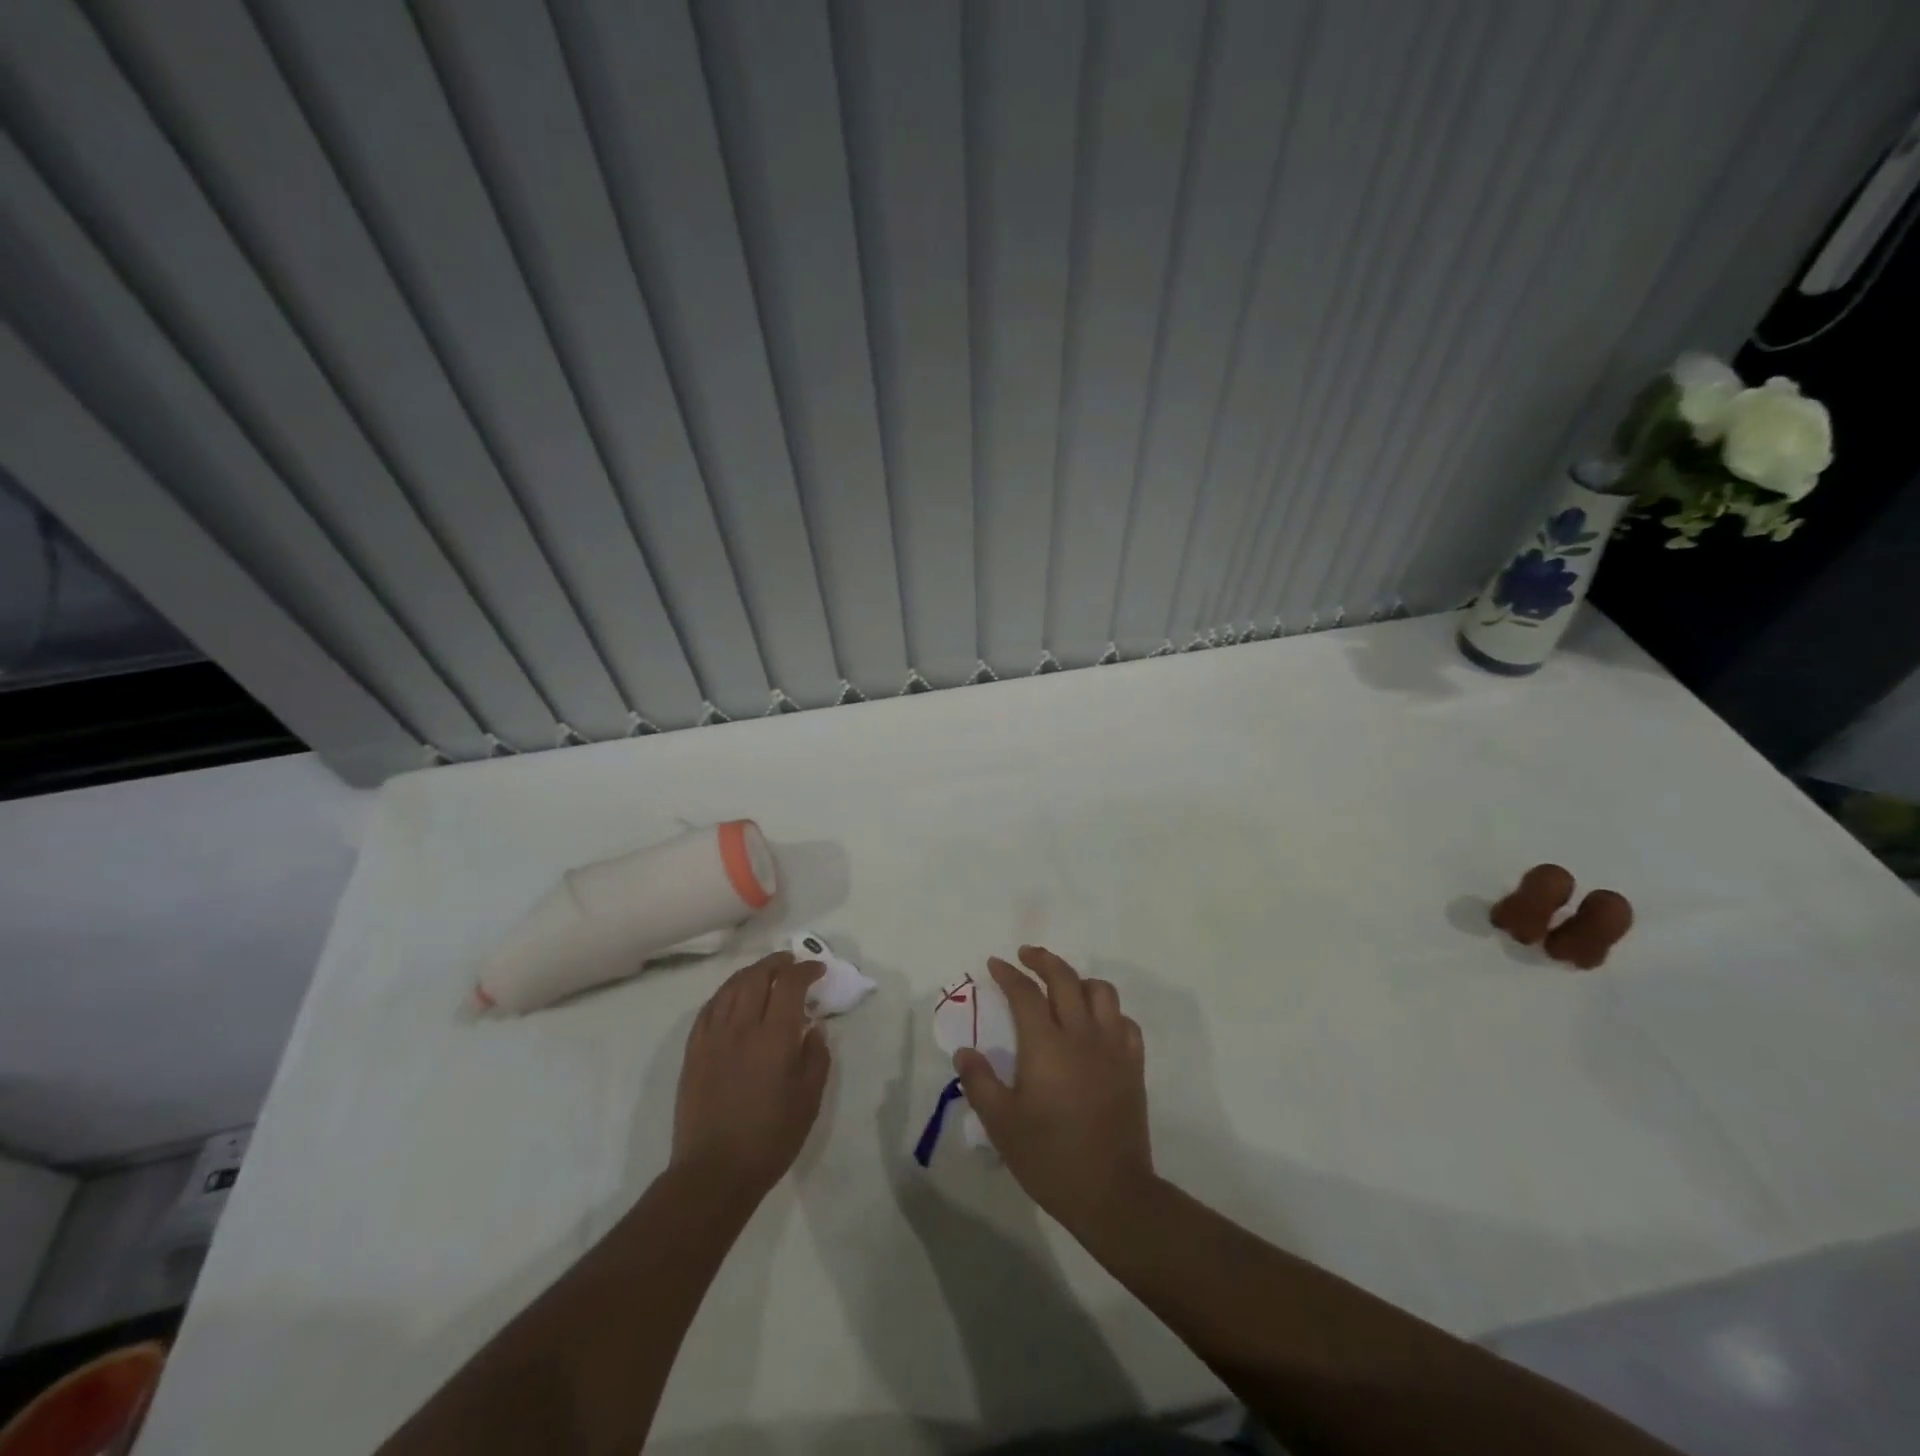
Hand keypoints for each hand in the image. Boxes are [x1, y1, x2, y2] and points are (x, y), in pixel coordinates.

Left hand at [672, 952, 829, 1201]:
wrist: (714, 1172)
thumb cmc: (770, 1138)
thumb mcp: (808, 1100)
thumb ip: (816, 1057)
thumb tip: (815, 1027)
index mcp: (774, 1038)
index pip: (790, 985)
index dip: (806, 970)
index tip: (818, 970)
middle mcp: (742, 1027)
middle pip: (757, 976)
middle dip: (777, 963)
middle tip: (791, 962)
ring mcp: (713, 1037)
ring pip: (731, 987)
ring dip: (751, 972)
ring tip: (765, 972)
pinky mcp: (693, 1051)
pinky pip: (709, 1008)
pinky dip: (725, 993)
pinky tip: (732, 997)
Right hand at [951, 946, 1154, 1233]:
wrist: (1111, 1192)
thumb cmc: (1049, 1158)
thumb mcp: (1001, 1124)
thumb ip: (979, 1082)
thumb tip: (964, 1051)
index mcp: (1046, 1045)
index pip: (1025, 993)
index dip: (1008, 974)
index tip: (995, 964)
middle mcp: (1081, 1034)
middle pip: (1065, 978)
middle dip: (1043, 960)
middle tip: (1026, 956)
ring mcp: (1113, 1047)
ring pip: (1100, 991)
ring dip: (1078, 980)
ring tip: (1063, 987)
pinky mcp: (1133, 1064)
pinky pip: (1124, 1021)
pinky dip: (1108, 1011)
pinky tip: (1096, 1023)